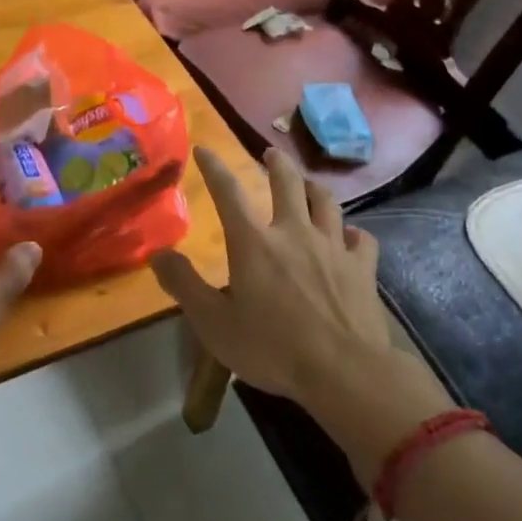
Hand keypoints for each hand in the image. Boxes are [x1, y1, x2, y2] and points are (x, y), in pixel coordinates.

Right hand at [150, 146, 396, 407]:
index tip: (204, 149)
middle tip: (271, 153)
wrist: (344, 372)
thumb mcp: (213, 323)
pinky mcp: (363, 268)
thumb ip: (184, 285)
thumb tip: (158, 254)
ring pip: (326, 202)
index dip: (214, 167)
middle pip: (287, 183)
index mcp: (254, 243)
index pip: (228, 192)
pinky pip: (361, 238)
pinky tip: (350, 235)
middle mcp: (294, 232)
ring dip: (314, 188)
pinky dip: (352, 232)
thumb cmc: (271, 348)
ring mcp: (333, 247)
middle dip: (276, 164)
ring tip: (308, 184)